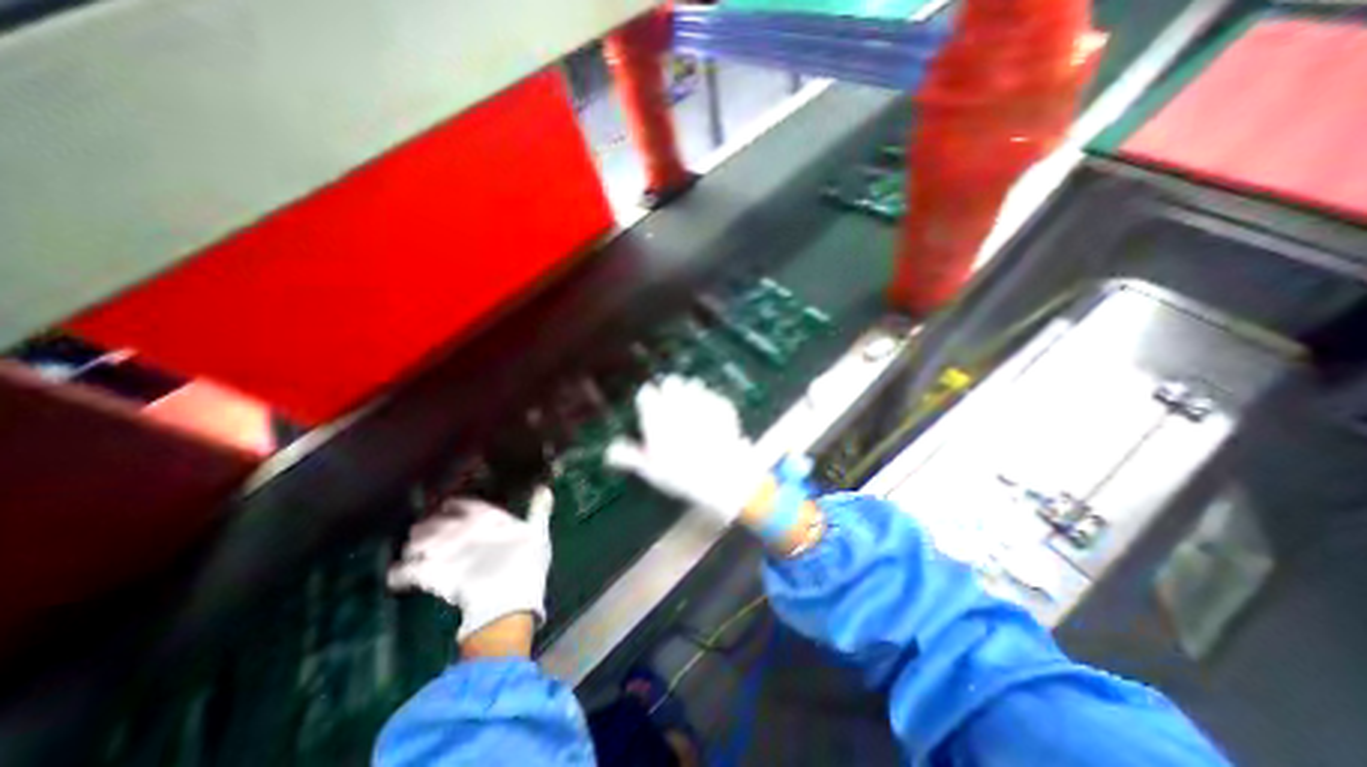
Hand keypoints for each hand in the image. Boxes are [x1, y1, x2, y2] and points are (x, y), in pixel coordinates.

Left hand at [385, 488, 551, 642]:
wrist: (508, 596)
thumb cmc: (527, 561)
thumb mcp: (538, 532)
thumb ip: (538, 509)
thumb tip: (544, 487)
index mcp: (485, 515)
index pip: (460, 503)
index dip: (451, 506)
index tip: (447, 509)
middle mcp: (458, 527)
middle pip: (431, 521)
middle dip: (427, 527)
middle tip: (428, 535)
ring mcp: (441, 550)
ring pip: (413, 542)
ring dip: (413, 547)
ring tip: (416, 554)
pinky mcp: (428, 575)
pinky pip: (401, 572)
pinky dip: (398, 574)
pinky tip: (399, 578)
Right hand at [605, 378, 767, 526]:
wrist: (723, 475)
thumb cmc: (682, 476)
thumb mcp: (652, 471)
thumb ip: (630, 457)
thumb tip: (609, 451)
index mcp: (658, 416)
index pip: (646, 394)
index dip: (647, 399)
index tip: (649, 406)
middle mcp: (678, 403)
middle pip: (670, 382)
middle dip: (670, 389)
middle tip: (672, 402)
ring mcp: (702, 402)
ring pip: (693, 384)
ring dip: (690, 392)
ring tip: (692, 406)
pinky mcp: (721, 405)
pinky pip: (713, 395)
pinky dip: (710, 401)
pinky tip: (711, 415)